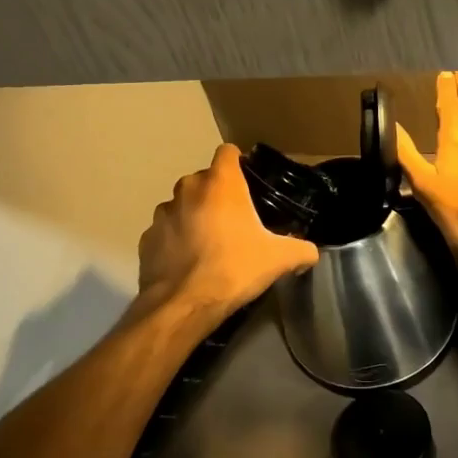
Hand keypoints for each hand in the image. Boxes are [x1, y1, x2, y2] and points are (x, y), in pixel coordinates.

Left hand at [137, 143, 319, 321]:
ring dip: (195, 216)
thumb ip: (302, 250)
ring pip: (182, 205)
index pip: (228, 152)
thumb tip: (310, 253)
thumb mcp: (279, 259)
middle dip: (218, 194)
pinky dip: (176, 240)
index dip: (239, 163)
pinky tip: (189, 262)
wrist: (184, 304)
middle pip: (205, 179)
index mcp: (220, 183)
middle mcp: (187, 189)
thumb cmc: (234, 269)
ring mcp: (162, 213)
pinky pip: (166, 231)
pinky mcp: (146, 238)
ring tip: (210, 244)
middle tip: (236, 221)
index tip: (249, 183)